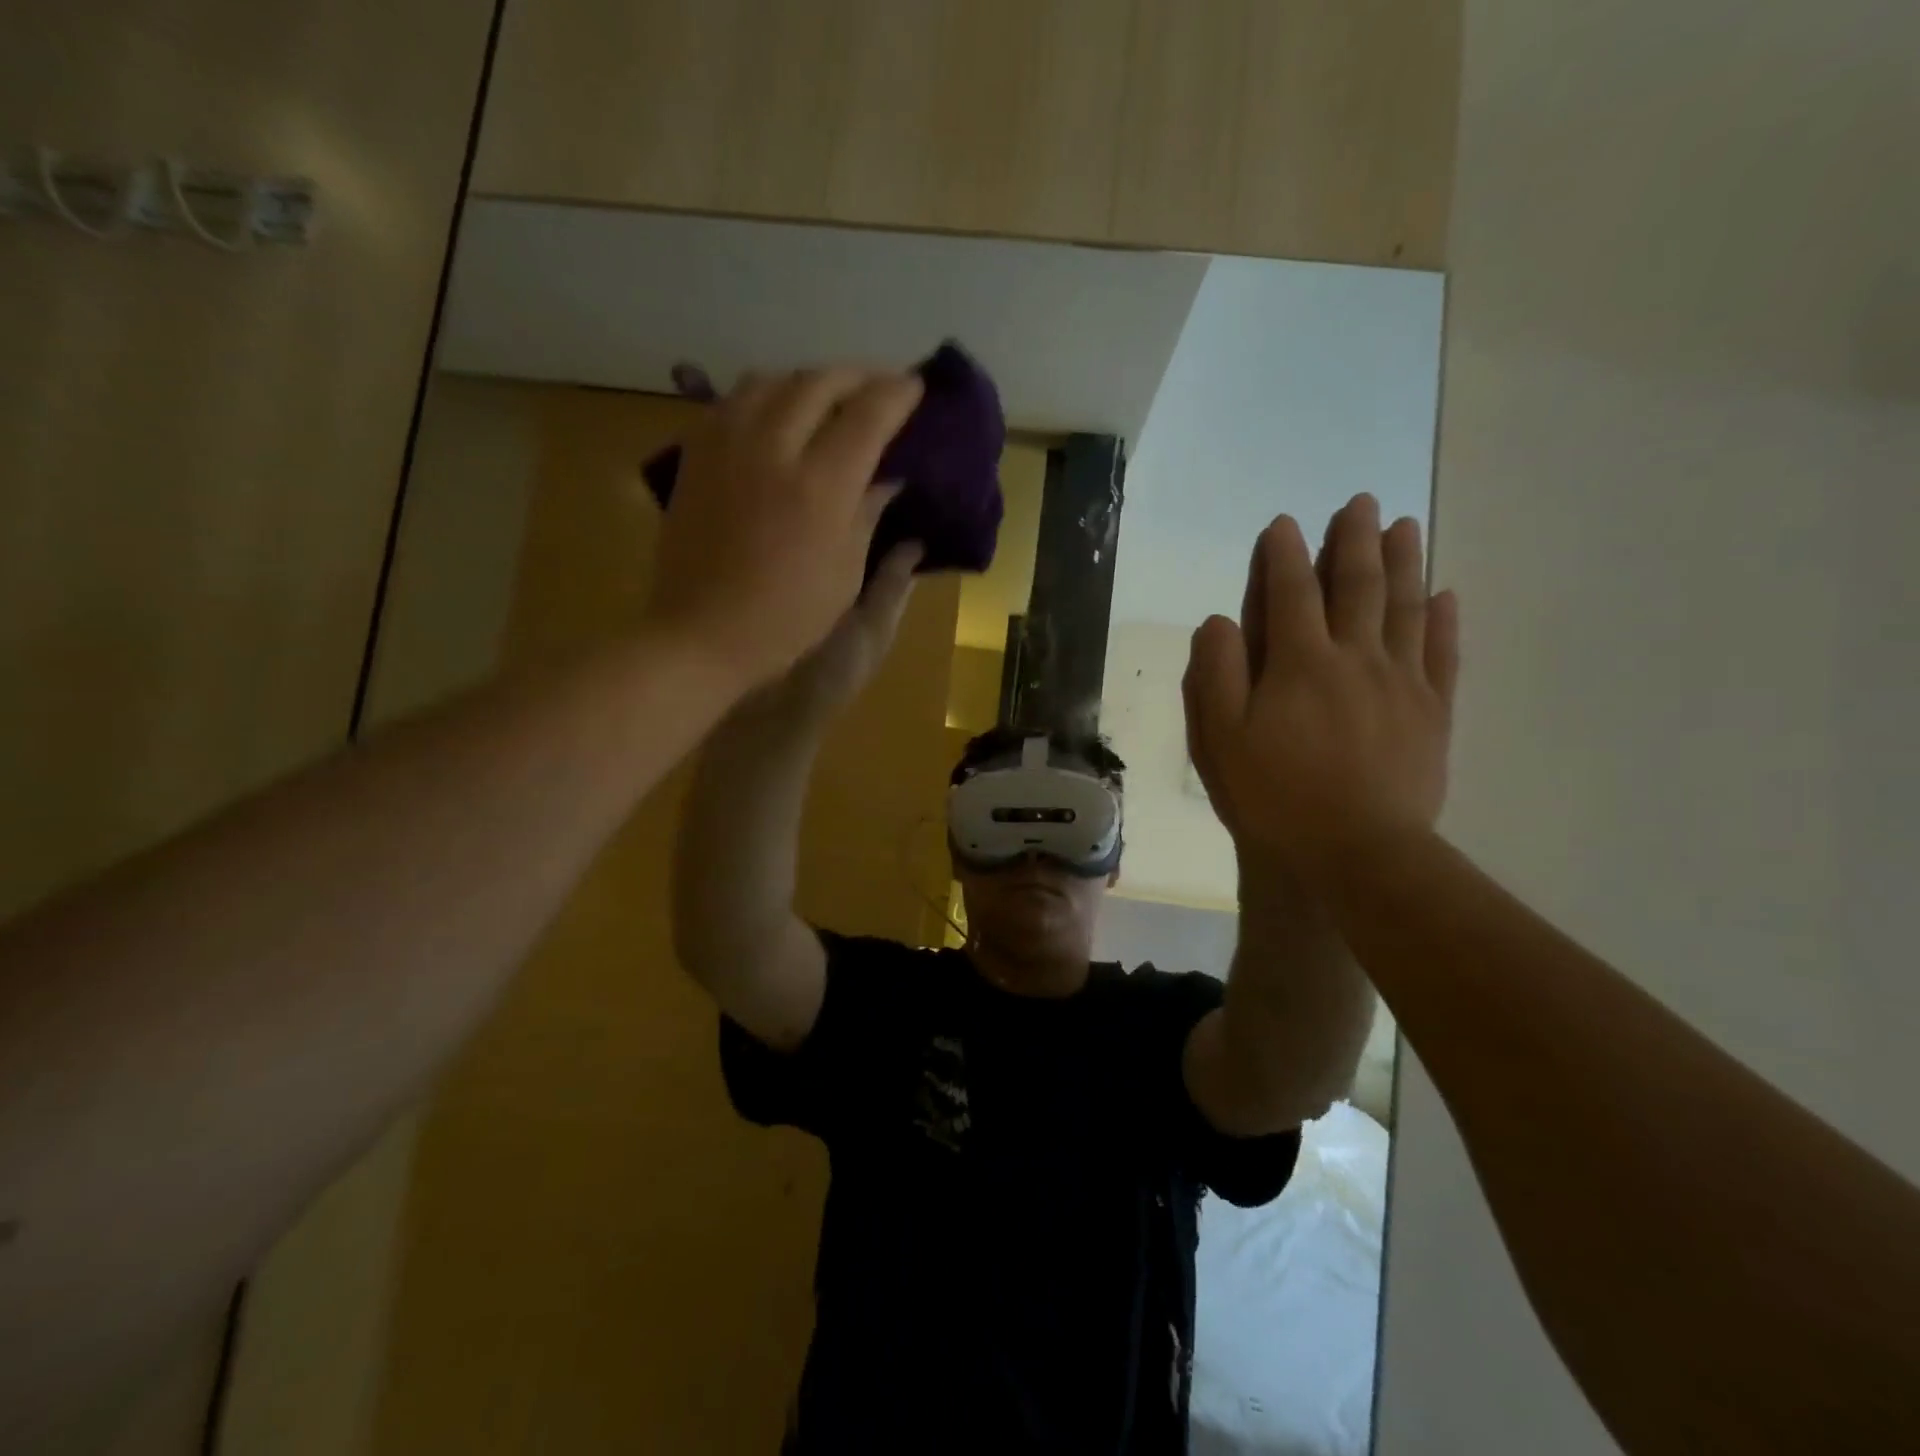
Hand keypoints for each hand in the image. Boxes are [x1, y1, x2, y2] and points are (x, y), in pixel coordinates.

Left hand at [644, 366, 921, 689]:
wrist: (703, 632)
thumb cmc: (788, 617)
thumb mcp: (845, 572)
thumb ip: (867, 512)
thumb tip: (887, 475)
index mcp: (820, 486)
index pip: (867, 415)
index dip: (897, 394)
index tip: (915, 387)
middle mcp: (772, 448)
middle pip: (819, 382)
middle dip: (857, 376)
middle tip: (879, 385)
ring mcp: (727, 445)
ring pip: (772, 379)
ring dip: (809, 380)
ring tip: (828, 396)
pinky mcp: (696, 453)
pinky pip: (734, 400)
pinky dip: (766, 395)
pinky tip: (777, 413)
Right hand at [1182, 494, 1459, 884]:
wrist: (1357, 851)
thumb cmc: (1276, 795)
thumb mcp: (1221, 738)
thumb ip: (1216, 673)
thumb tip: (1220, 620)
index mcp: (1299, 662)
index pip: (1289, 593)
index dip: (1283, 555)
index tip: (1283, 523)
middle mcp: (1355, 657)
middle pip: (1357, 586)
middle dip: (1354, 540)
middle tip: (1361, 501)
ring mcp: (1402, 682)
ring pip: (1405, 607)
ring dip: (1404, 561)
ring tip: (1405, 525)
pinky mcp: (1433, 712)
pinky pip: (1443, 653)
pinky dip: (1445, 620)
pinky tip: (1446, 594)